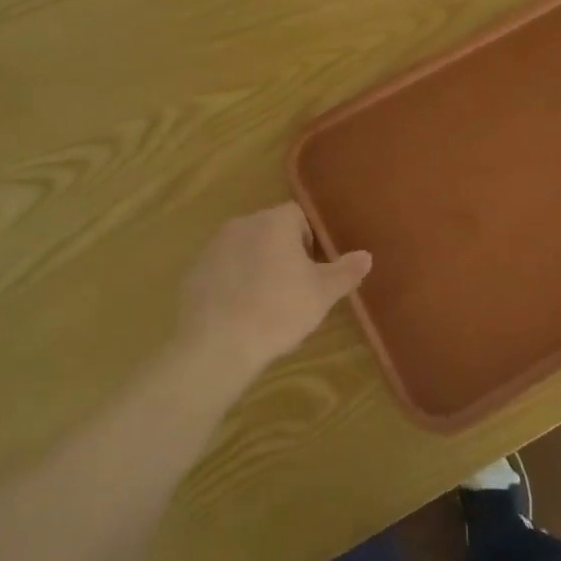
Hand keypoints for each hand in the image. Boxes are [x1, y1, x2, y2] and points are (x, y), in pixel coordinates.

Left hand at [176, 203, 371, 381]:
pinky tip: (239, 311)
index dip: (311, 240)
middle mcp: (243, 223)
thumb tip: (366, 256)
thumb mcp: (322, 294)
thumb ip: (346, 271)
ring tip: (265, 302)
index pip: (299, 216)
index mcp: (275, 221)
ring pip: (245, 248)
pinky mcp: (194, 271)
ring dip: (257, 265)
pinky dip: (232, 282)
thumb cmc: (278, 310)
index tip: (314, 269)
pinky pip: (222, 269)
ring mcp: (214, 246)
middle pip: (271, 230)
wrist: (217, 344)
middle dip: (284, 252)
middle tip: (294, 288)